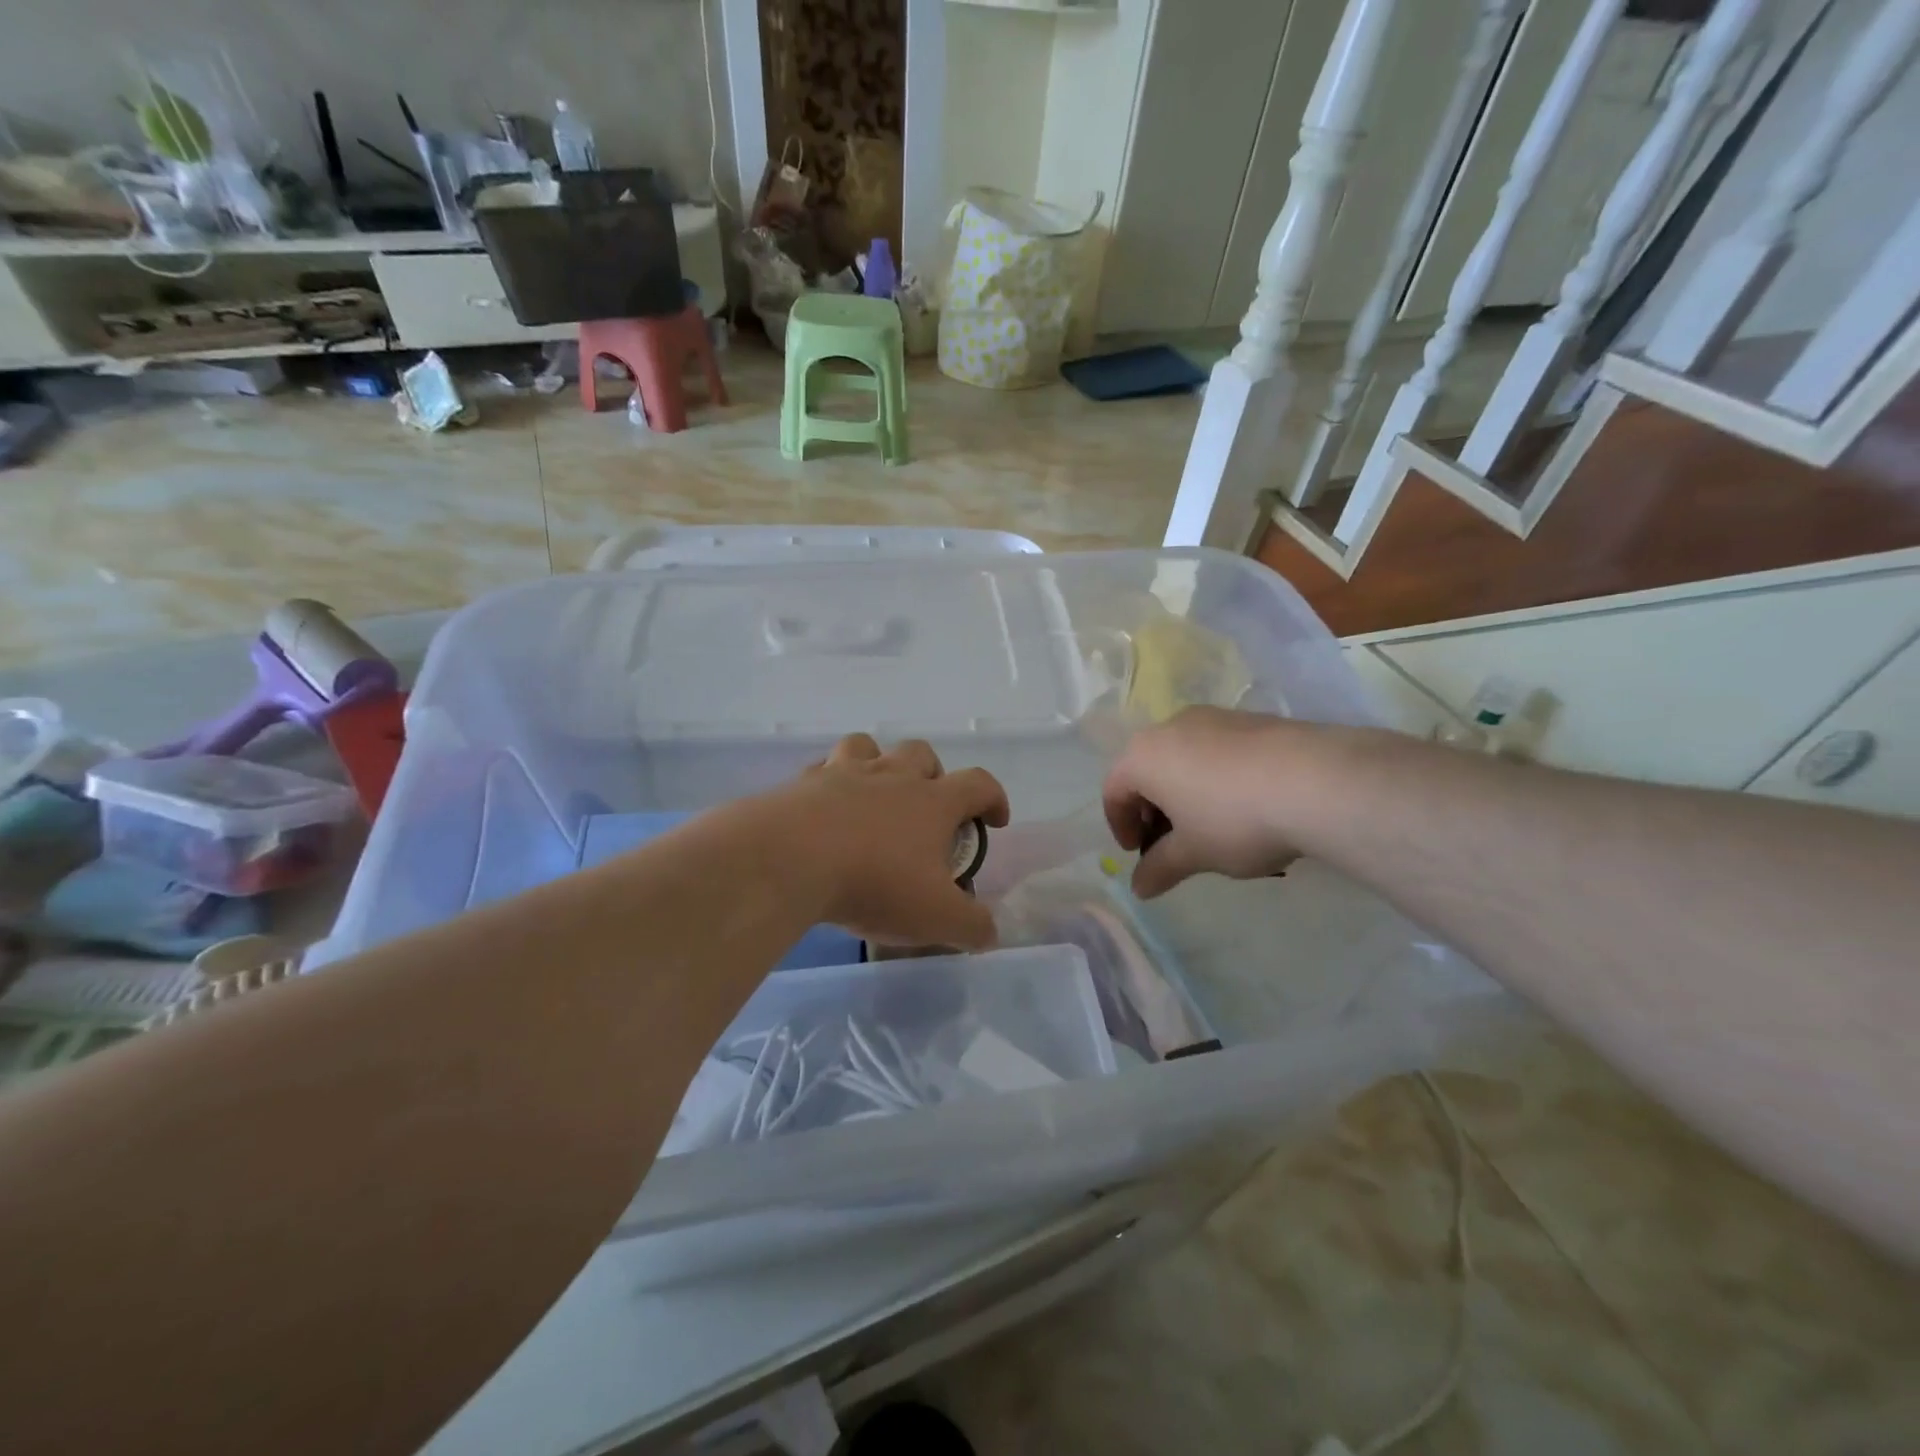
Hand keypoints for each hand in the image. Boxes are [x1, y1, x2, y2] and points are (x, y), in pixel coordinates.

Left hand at [776, 734, 1009, 949]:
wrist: (790, 861)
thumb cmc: (874, 883)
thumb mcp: (935, 917)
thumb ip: (971, 927)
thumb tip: (990, 934)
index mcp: (933, 802)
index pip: (979, 784)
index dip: (993, 798)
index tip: (995, 820)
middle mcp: (892, 777)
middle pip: (921, 753)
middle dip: (933, 774)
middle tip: (928, 808)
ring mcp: (844, 773)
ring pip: (868, 747)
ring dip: (878, 763)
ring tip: (874, 795)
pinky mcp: (803, 783)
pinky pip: (822, 769)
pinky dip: (829, 782)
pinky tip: (824, 808)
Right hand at [1102, 707, 1299, 897]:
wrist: (1318, 781)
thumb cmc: (1235, 820)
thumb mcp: (1194, 854)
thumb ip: (1160, 868)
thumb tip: (1139, 888)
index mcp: (1143, 757)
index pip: (1113, 791)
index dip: (1121, 827)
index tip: (1140, 854)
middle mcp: (1170, 727)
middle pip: (1146, 770)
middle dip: (1152, 809)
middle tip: (1171, 842)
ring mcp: (1212, 718)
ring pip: (1182, 757)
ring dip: (1184, 791)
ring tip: (1210, 825)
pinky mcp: (1250, 719)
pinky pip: (1216, 750)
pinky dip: (1214, 777)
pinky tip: (1244, 804)